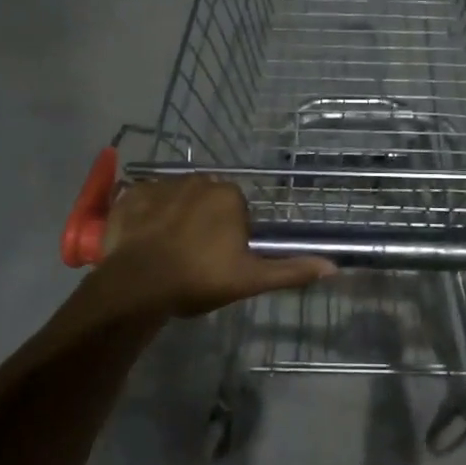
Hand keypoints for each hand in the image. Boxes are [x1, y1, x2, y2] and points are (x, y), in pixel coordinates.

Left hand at [89, 177, 335, 317]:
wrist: (139, 284)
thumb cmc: (199, 278)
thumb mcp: (250, 278)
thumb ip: (291, 270)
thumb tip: (334, 267)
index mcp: (229, 195)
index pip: (236, 209)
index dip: (229, 235)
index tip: (219, 260)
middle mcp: (197, 180)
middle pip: (206, 200)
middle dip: (202, 222)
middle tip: (194, 257)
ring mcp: (161, 184)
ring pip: (175, 199)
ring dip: (174, 217)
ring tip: (166, 251)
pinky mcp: (131, 194)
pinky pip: (143, 200)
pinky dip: (145, 215)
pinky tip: (142, 240)